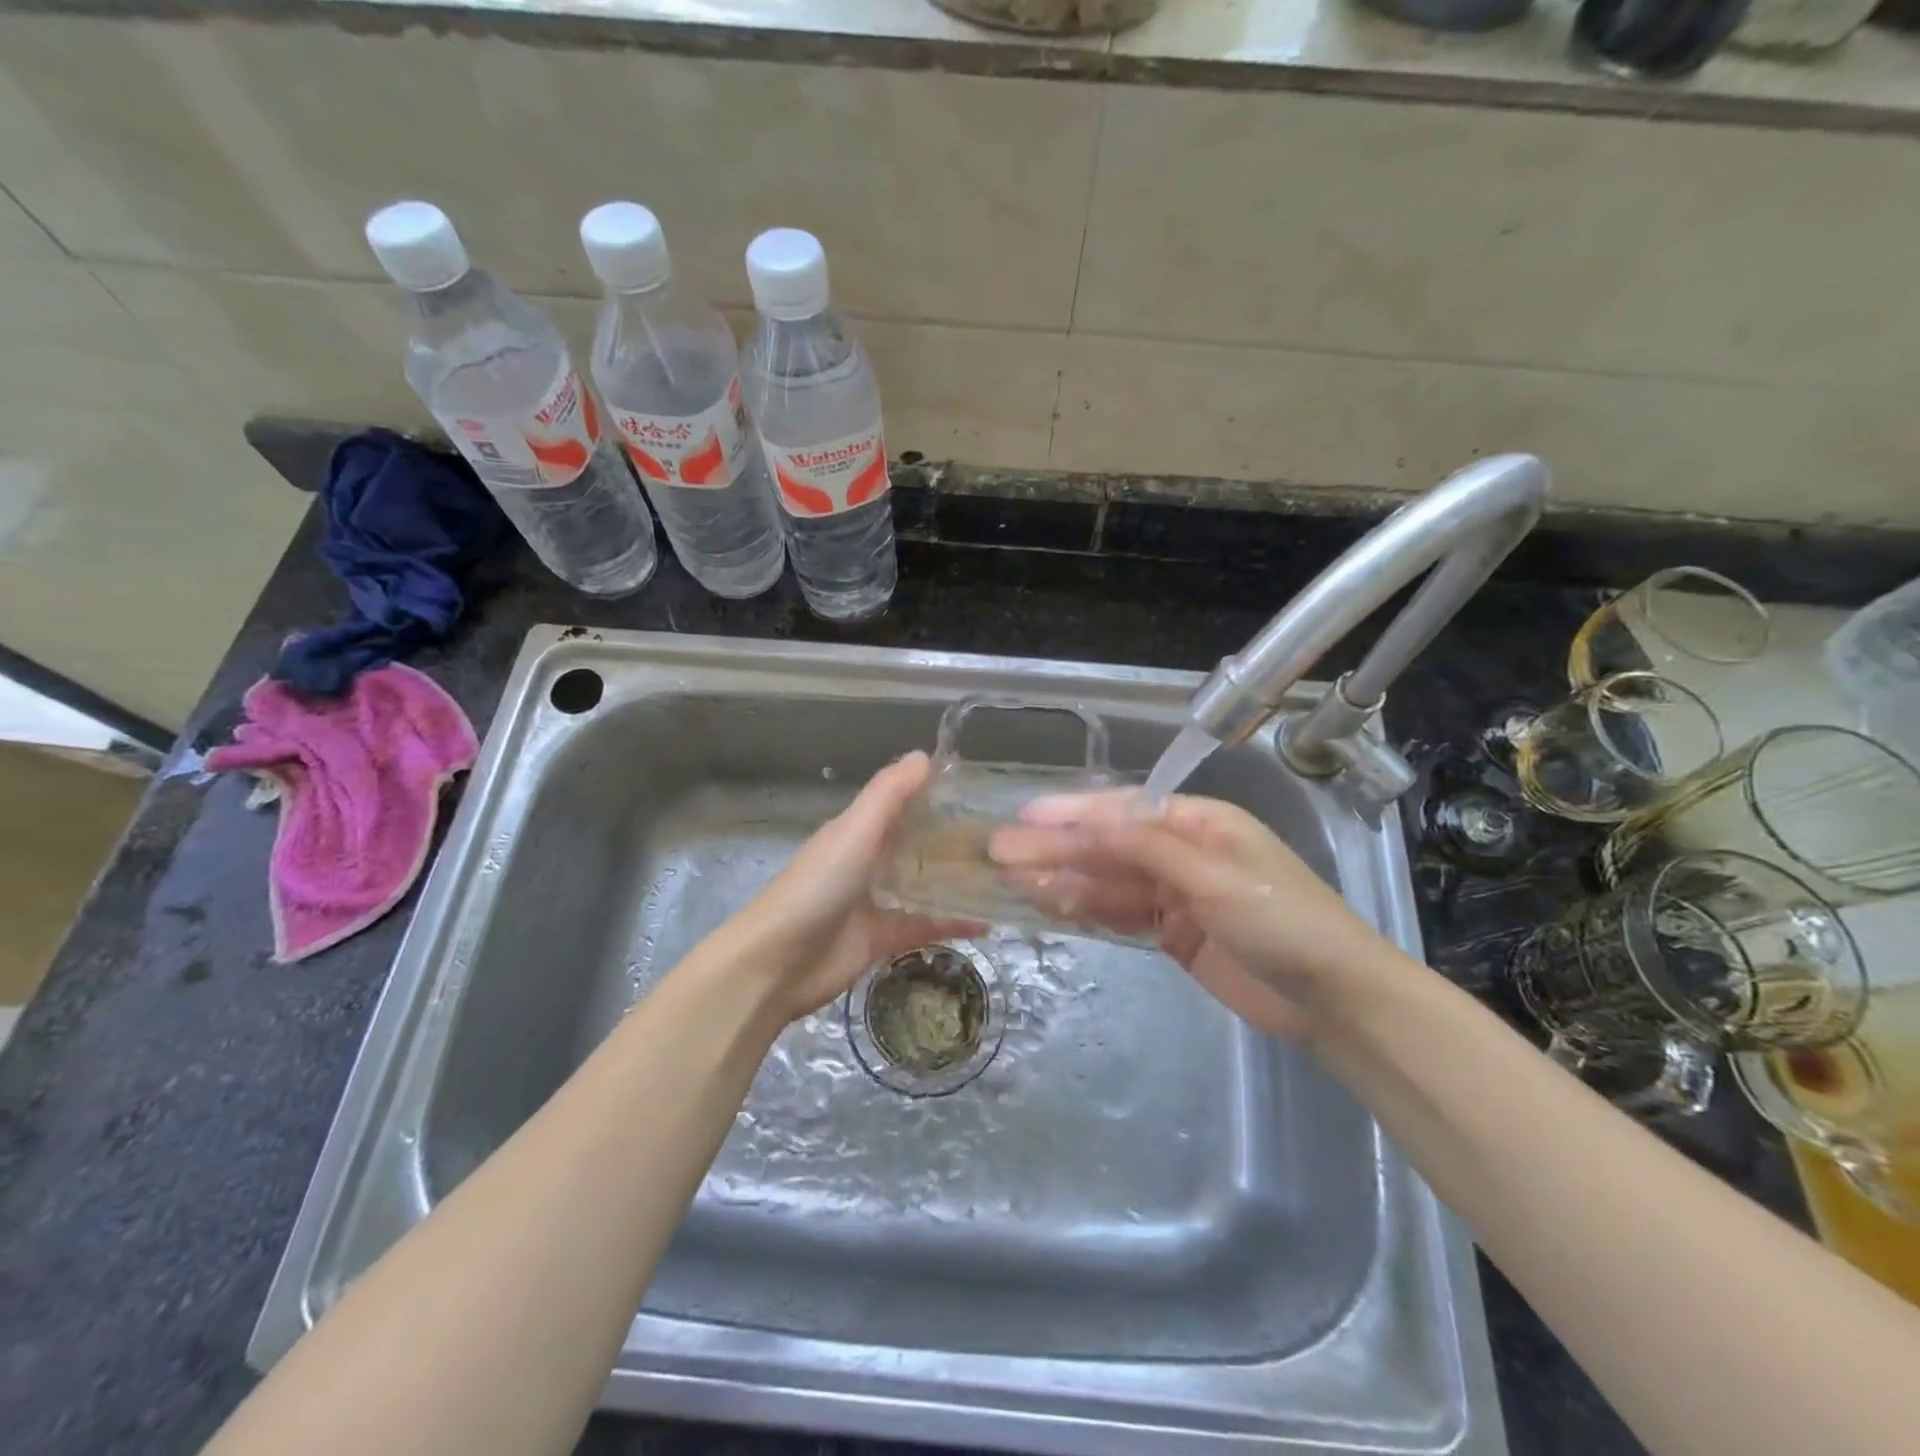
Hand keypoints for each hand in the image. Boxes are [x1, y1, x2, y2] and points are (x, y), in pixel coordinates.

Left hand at [718, 752, 983, 1023]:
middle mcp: (868, 861)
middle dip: (954, 840)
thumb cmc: (817, 887)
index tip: (983, 791)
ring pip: (923, 885)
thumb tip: (926, 755)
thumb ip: (889, 794)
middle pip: (917, 844)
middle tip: (1006, 837)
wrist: (777, 963)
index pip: (903, 804)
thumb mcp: (854, 831)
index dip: (937, 795)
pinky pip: (926, 925)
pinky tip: (988, 923)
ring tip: (1005, 875)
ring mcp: (876, 901)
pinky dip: (953, 923)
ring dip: (956, 881)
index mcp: (858, 831)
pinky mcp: (883, 938)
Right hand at [989, 792, 1397, 1041]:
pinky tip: (1053, 905)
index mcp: (1198, 822)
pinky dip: (1087, 909)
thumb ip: (1146, 848)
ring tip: (1013, 881)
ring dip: (1064, 879)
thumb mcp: (1214, 877)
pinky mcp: (1171, 933)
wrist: (1334, 1000)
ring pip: (1108, 881)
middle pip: (1107, 846)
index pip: (1122, 811)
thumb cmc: (1281, 921)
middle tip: (1000, 853)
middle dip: (1056, 848)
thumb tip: (1087, 822)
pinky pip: (1120, 914)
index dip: (1071, 815)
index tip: (1022, 819)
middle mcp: (1181, 850)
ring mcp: (1175, 893)